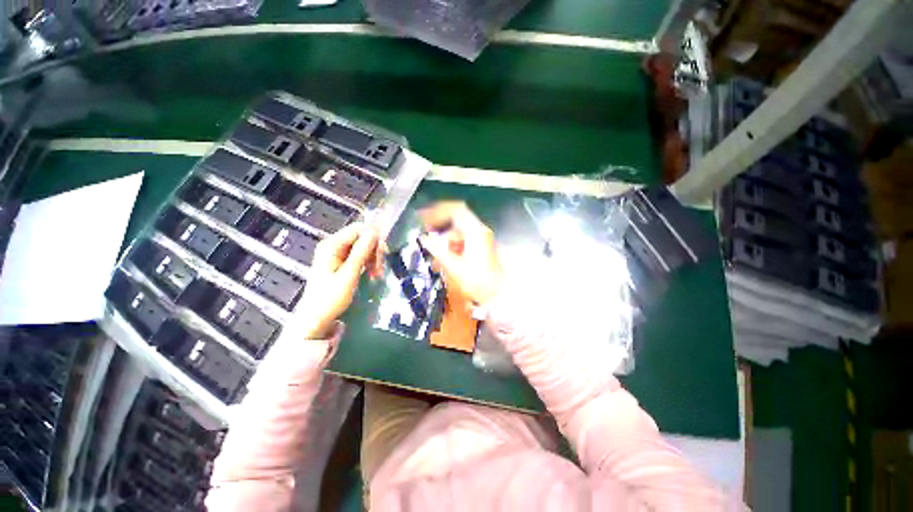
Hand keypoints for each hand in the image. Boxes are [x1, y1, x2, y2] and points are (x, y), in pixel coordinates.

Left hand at [295, 223, 380, 338]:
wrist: (316, 318)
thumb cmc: (331, 298)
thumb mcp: (349, 274)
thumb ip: (361, 252)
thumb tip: (375, 232)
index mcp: (331, 245)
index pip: (358, 229)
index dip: (373, 238)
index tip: (384, 253)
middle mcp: (333, 245)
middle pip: (361, 237)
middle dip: (374, 251)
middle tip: (380, 268)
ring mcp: (336, 254)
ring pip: (362, 247)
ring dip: (373, 258)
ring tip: (377, 274)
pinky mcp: (339, 262)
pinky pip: (358, 256)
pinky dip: (367, 263)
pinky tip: (372, 274)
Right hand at [419, 202, 502, 304]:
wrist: (499, 295)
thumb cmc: (478, 282)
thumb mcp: (455, 267)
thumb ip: (438, 250)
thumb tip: (424, 239)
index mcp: (475, 232)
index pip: (456, 210)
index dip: (438, 211)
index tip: (424, 218)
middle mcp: (480, 232)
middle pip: (456, 222)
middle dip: (439, 231)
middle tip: (426, 239)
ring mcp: (482, 240)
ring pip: (458, 234)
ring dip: (445, 243)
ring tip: (435, 259)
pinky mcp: (482, 249)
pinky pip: (464, 243)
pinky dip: (453, 249)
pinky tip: (445, 263)